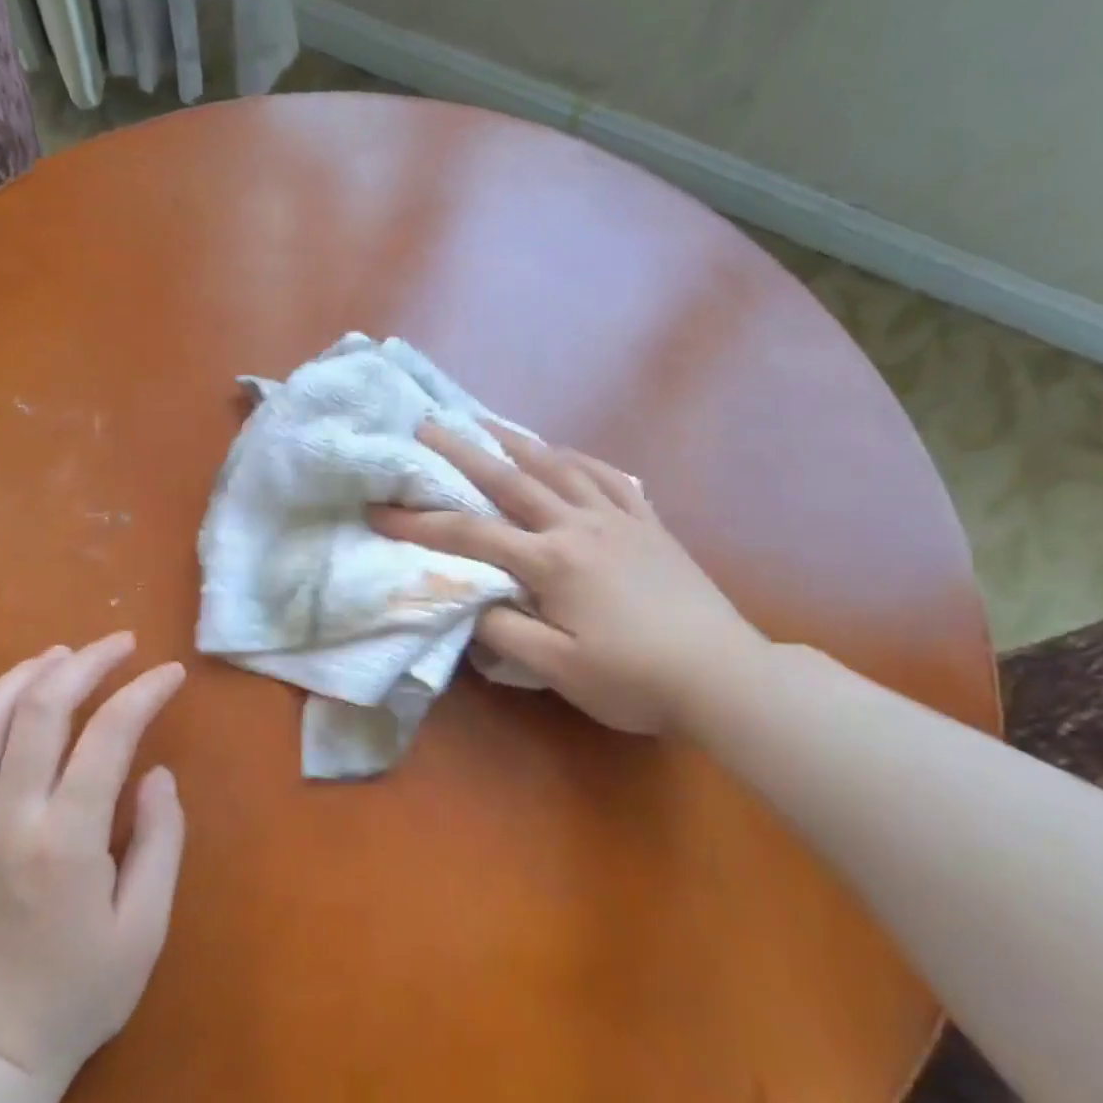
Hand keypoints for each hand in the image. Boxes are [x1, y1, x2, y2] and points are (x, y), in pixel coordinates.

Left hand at [0, 632, 186, 1086]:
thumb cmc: (80, 993)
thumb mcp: (145, 927)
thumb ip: (159, 842)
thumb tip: (157, 776)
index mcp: (67, 840)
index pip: (109, 737)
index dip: (144, 693)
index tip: (170, 674)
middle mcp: (9, 819)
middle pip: (41, 712)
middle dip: (86, 664)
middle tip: (121, 644)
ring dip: (21, 676)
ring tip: (59, 654)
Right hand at [372, 424, 765, 735]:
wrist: (722, 675)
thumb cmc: (634, 678)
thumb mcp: (557, 669)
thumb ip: (506, 631)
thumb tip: (471, 602)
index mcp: (552, 561)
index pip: (471, 534)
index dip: (420, 523)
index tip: (380, 510)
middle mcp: (580, 525)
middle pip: (511, 480)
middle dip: (463, 453)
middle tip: (428, 426)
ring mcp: (620, 519)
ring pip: (560, 467)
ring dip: (519, 442)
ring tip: (489, 423)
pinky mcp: (650, 525)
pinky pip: (610, 478)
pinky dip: (580, 460)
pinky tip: (566, 454)